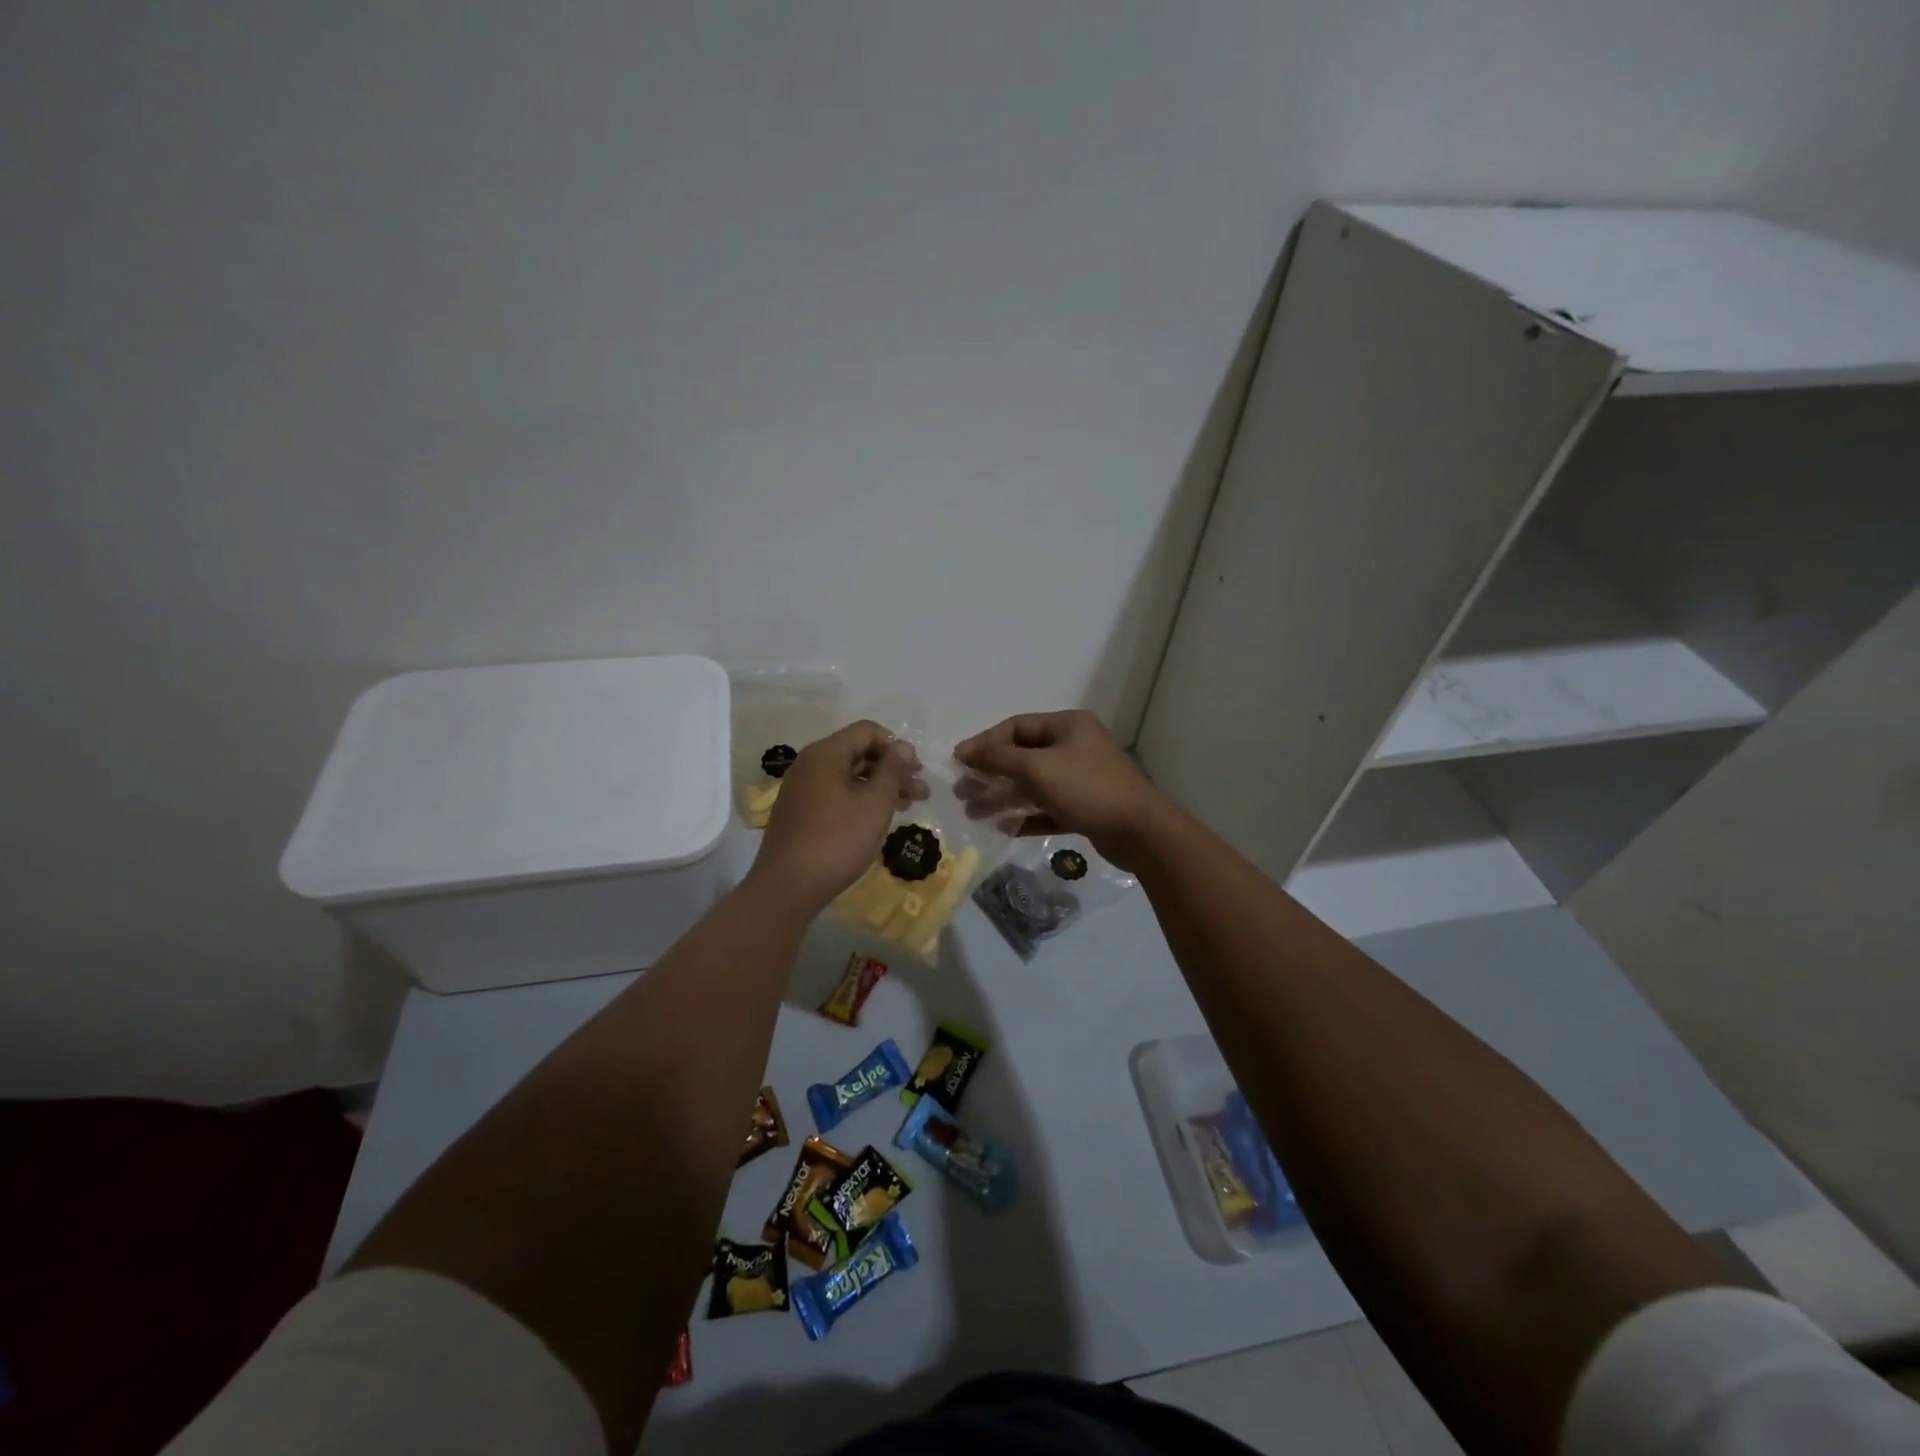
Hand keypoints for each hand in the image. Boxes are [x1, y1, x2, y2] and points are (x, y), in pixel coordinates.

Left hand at [750, 721, 924, 911]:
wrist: (787, 886)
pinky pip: (835, 794)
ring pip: (848, 776)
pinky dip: (859, 800)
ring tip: (906, 807)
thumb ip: (892, 770)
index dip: (897, 746)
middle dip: (892, 769)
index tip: (916, 772)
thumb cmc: (837, 840)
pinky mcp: (799, 812)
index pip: (867, 731)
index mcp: (826, 753)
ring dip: (879, 787)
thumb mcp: (875, 803)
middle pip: (858, 752)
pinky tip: (876, 820)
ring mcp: (801, 789)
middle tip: (919, 793)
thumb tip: (903, 747)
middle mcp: (809, 764)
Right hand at [955, 710, 1166, 869]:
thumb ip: (999, 758)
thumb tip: (964, 750)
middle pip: (1022, 756)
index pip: (1016, 727)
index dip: (985, 743)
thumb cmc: (1087, 789)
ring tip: (974, 813)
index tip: (959, 762)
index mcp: (1067, 726)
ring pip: (1032, 784)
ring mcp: (1081, 778)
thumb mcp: (1038, 768)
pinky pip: (1047, 807)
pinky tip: (1004, 828)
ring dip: (1003, 797)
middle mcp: (1074, 746)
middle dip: (990, 774)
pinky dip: (1025, 815)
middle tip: (963, 792)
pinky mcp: (1085, 807)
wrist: (1141, 832)